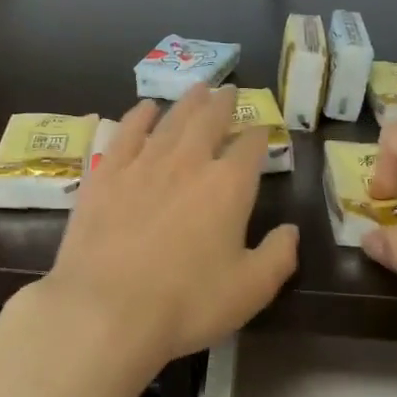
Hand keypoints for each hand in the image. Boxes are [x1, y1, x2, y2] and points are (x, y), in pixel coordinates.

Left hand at [32, 85, 298, 380]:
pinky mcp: (105, 174)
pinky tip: (144, 108)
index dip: (259, 134)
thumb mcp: (250, 290)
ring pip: (170, 120)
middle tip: (228, 90)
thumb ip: (278, 256)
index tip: (261, 127)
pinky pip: (125, 133)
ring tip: (197, 88)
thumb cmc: (186, 303)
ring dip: (186, 102)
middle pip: (208, 121)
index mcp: (228, 186)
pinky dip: (138, 116)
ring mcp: (143, 163)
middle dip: (222, 104)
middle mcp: (187, 162)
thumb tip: (290, 230)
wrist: (106, 309)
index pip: (250, 147)